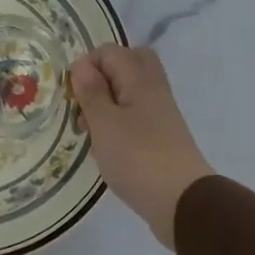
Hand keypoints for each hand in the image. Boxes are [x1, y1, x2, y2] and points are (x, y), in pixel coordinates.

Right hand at [71, 45, 213, 249]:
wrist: (181, 201)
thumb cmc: (137, 158)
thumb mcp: (104, 123)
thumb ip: (91, 92)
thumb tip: (82, 65)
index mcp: (140, 79)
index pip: (109, 52)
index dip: (85, 67)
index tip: (72, 95)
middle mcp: (153, 89)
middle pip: (128, 64)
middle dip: (100, 78)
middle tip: (83, 102)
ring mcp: (159, 113)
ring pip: (129, 91)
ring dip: (106, 102)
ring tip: (89, 129)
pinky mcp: (160, 136)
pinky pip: (134, 115)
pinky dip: (117, 122)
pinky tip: (105, 145)